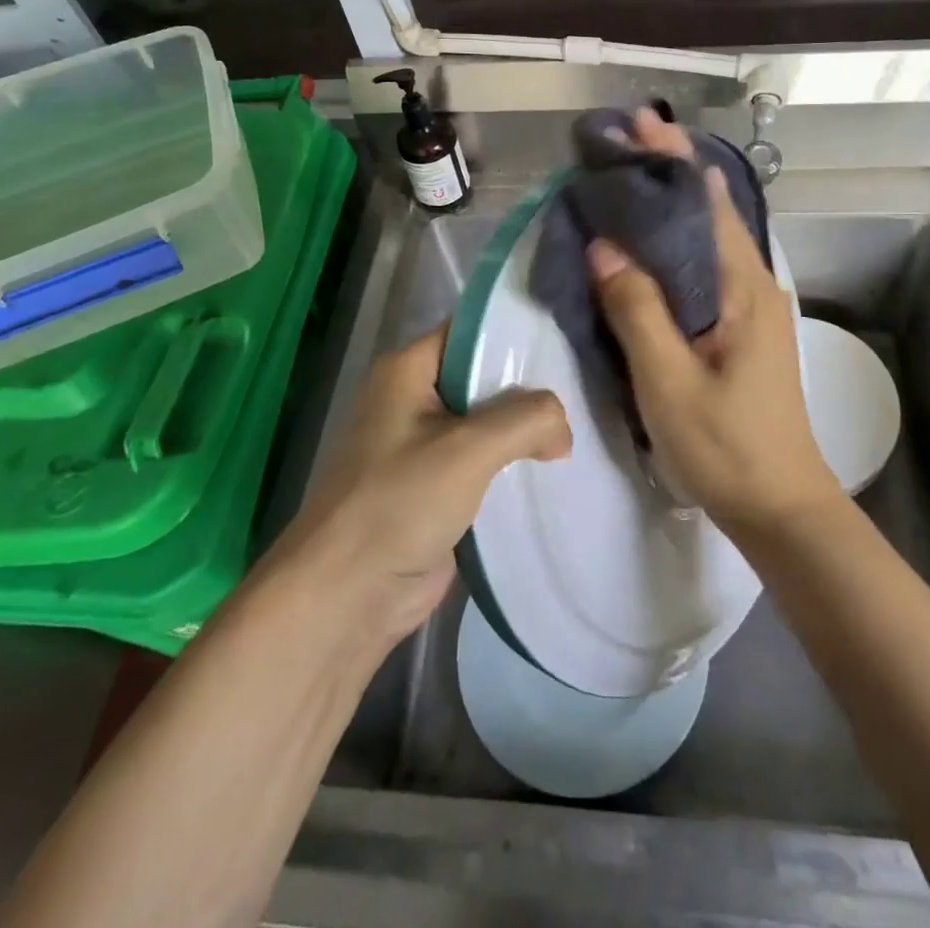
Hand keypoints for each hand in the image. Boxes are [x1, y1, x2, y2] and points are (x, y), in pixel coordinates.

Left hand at [270, 327, 569, 647]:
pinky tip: (554, 468)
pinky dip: (513, 463)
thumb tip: (562, 429)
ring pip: (486, 422)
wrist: (347, 596)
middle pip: (483, 376)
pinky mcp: (435, 485)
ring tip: (579, 427)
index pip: (471, 332)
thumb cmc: (399, 503)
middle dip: (529, 387)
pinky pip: (483, 461)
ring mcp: (424, 444)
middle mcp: (414, 398)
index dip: (516, 334)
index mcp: (408, 370)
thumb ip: (527, 420)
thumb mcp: (469, 449)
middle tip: (582, 389)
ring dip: (524, 430)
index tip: (565, 341)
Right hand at [588, 108, 842, 539]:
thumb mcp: (670, 381)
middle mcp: (754, 285)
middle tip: (619, 146)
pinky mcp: (739, 329)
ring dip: (668, 208)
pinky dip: (671, 246)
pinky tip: (643, 248)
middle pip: (708, 214)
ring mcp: (750, 308)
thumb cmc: (727, 446)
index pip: (706, 204)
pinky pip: (701, 271)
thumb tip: (604, 243)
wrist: (780, 506)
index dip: (672, 161)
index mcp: (745, 288)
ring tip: (624, 183)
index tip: (637, 126)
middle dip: (667, 175)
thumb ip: (637, 310)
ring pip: (705, 241)